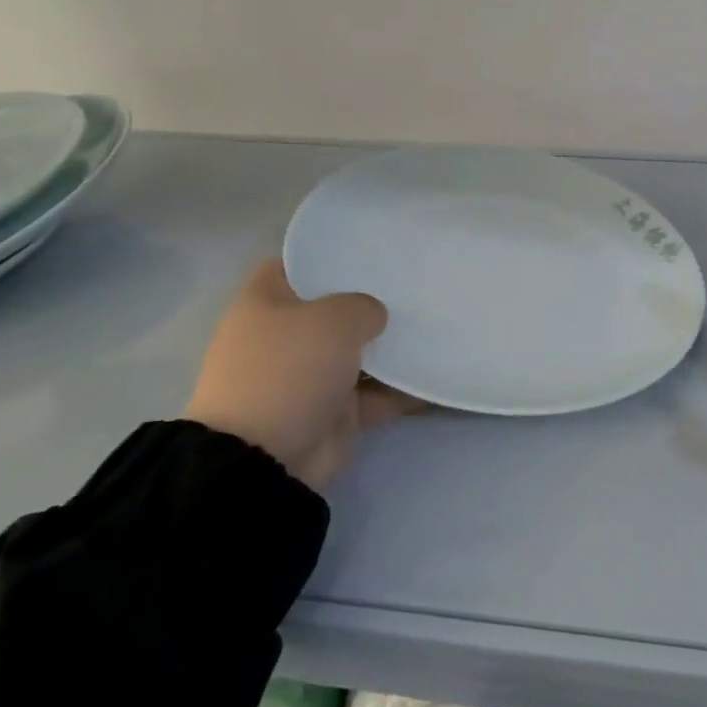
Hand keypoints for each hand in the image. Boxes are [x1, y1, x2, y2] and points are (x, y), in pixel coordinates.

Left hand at [183, 260, 424, 489]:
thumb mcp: (332, 319)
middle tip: (418, 285)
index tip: (376, 248)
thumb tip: (375, 316)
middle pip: (335, 309)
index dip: (331, 253)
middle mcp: (286, 336)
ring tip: (439, 326)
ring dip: (393, 347)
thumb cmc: (289, 369)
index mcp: (266, 303)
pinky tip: (440, 376)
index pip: (298, 264)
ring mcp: (310, 376)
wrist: (266, 457)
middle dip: (373, 301)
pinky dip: (404, 390)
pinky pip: (376, 394)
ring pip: (360, 352)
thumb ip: (363, 306)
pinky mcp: (334, 411)